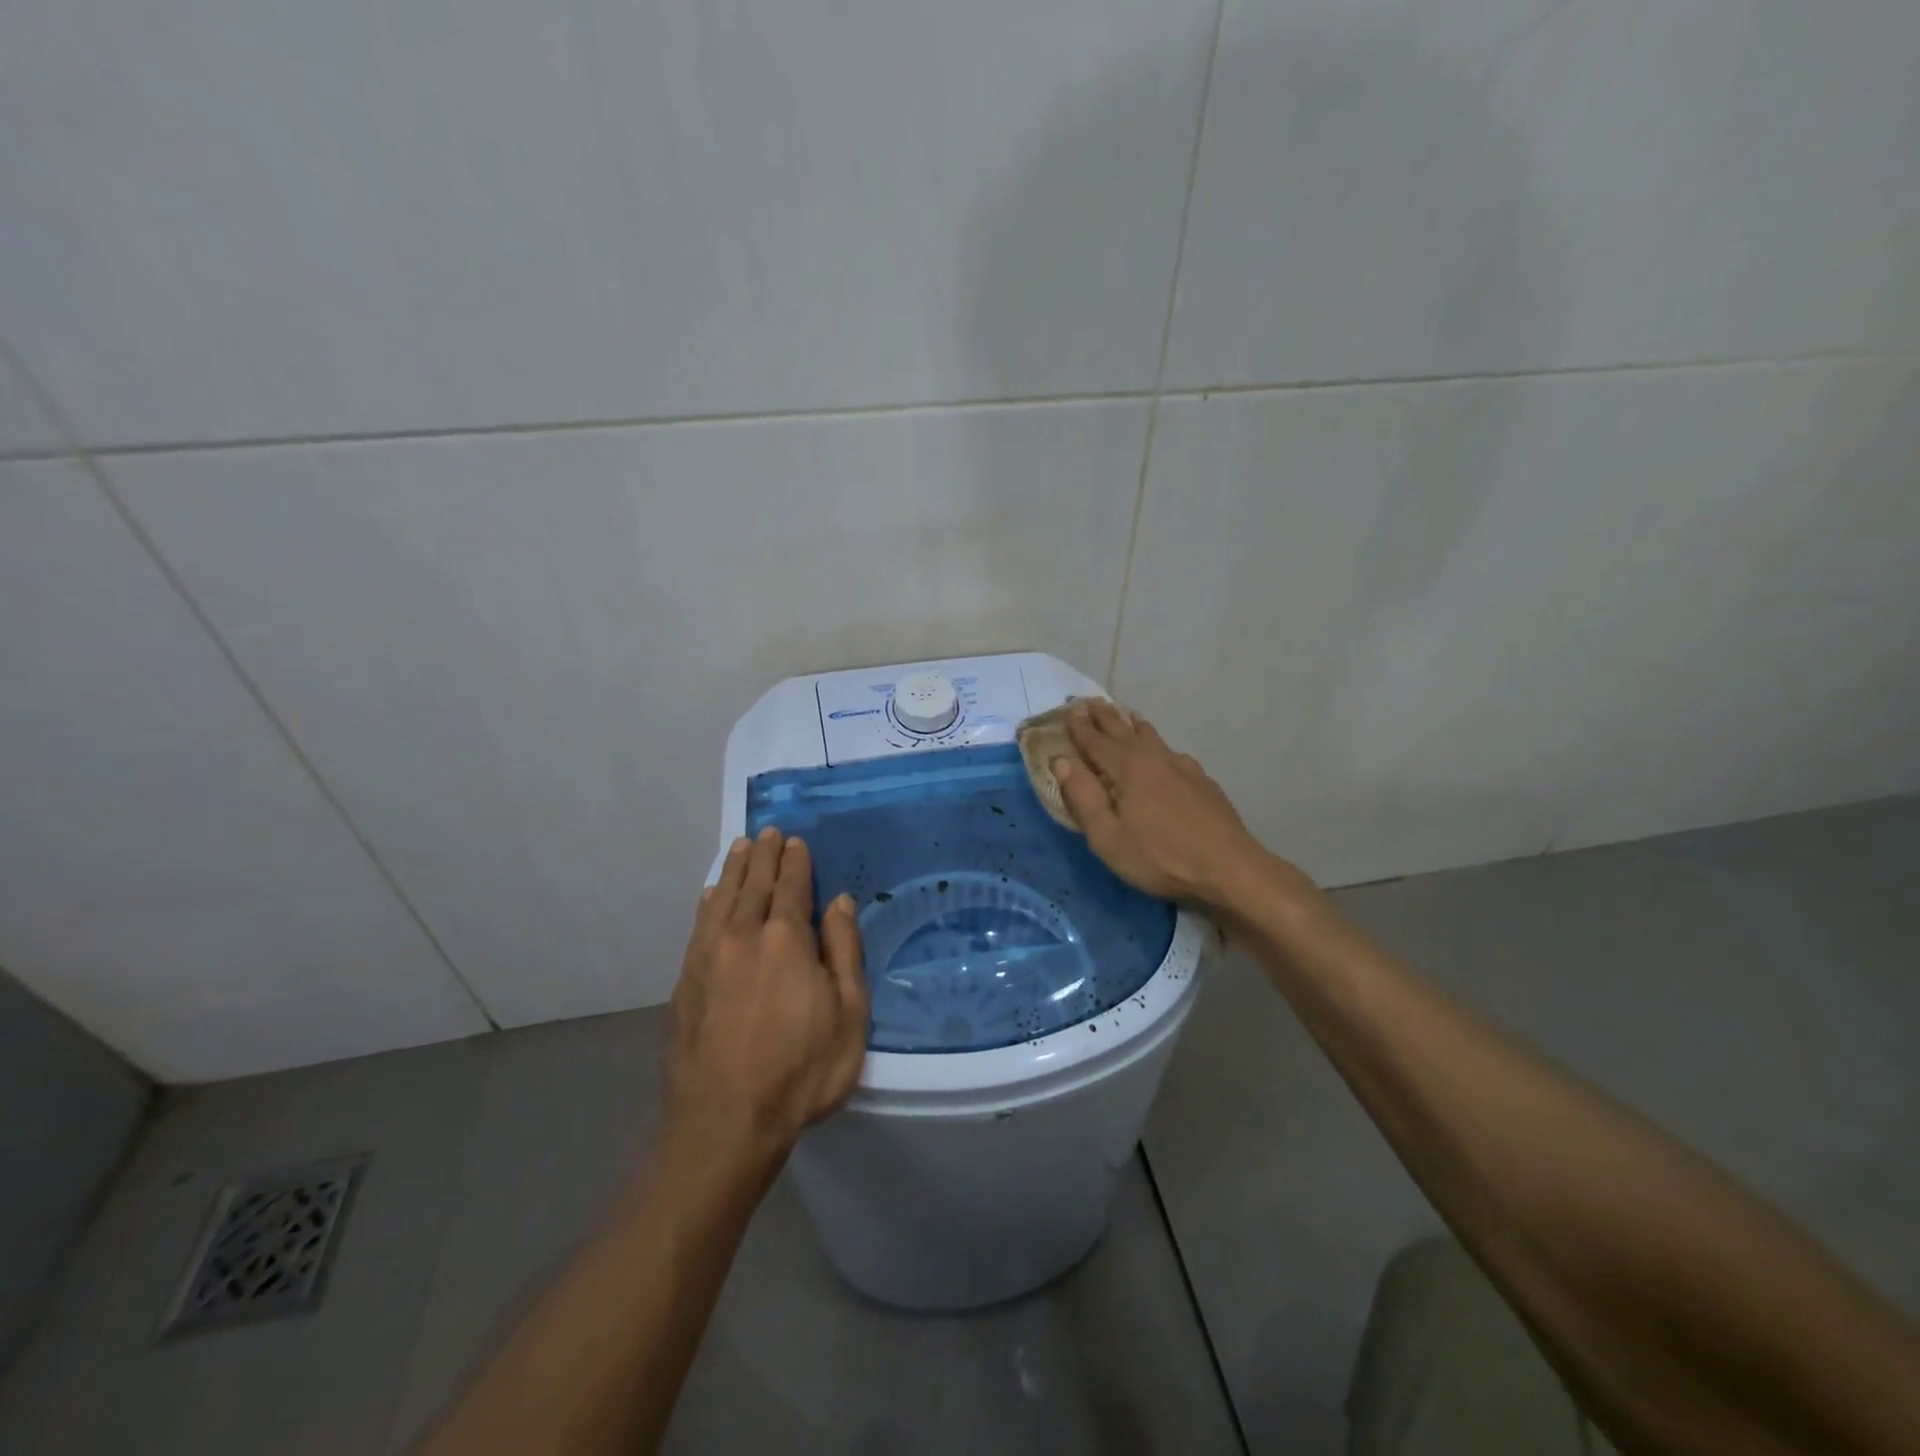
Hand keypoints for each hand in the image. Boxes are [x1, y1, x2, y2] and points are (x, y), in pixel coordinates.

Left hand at [665, 828, 868, 1165]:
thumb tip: (838, 902)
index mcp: (786, 939)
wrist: (724, 1122)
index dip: (796, 862)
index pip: (791, 886)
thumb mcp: (849, 1014)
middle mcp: (742, 936)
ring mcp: (707, 957)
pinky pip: (698, 924)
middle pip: (753, 884)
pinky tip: (710, 895)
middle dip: (763, 855)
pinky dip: (708, 902)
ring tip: (740, 847)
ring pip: (721, 898)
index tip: (796, 842)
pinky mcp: (684, 982)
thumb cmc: (802, 1070)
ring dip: (733, 870)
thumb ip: (844, 951)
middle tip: (768, 832)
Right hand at [1053, 700, 1285, 908]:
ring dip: (1132, 722)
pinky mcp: (1202, 779)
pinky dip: (1157, 743)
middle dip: (1103, 715)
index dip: (1078, 726)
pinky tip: (1162, 753)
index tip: (1066, 709)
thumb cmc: (1159, 857)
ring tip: (1124, 714)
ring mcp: (1182, 766)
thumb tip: (1061, 761)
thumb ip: (1082, 797)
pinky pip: (1171, 751)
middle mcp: (1153, 757)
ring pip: (1151, 735)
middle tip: (1088, 701)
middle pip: (1123, 729)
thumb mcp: (1107, 837)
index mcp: (1126, 768)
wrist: (1228, 868)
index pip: (1094, 740)